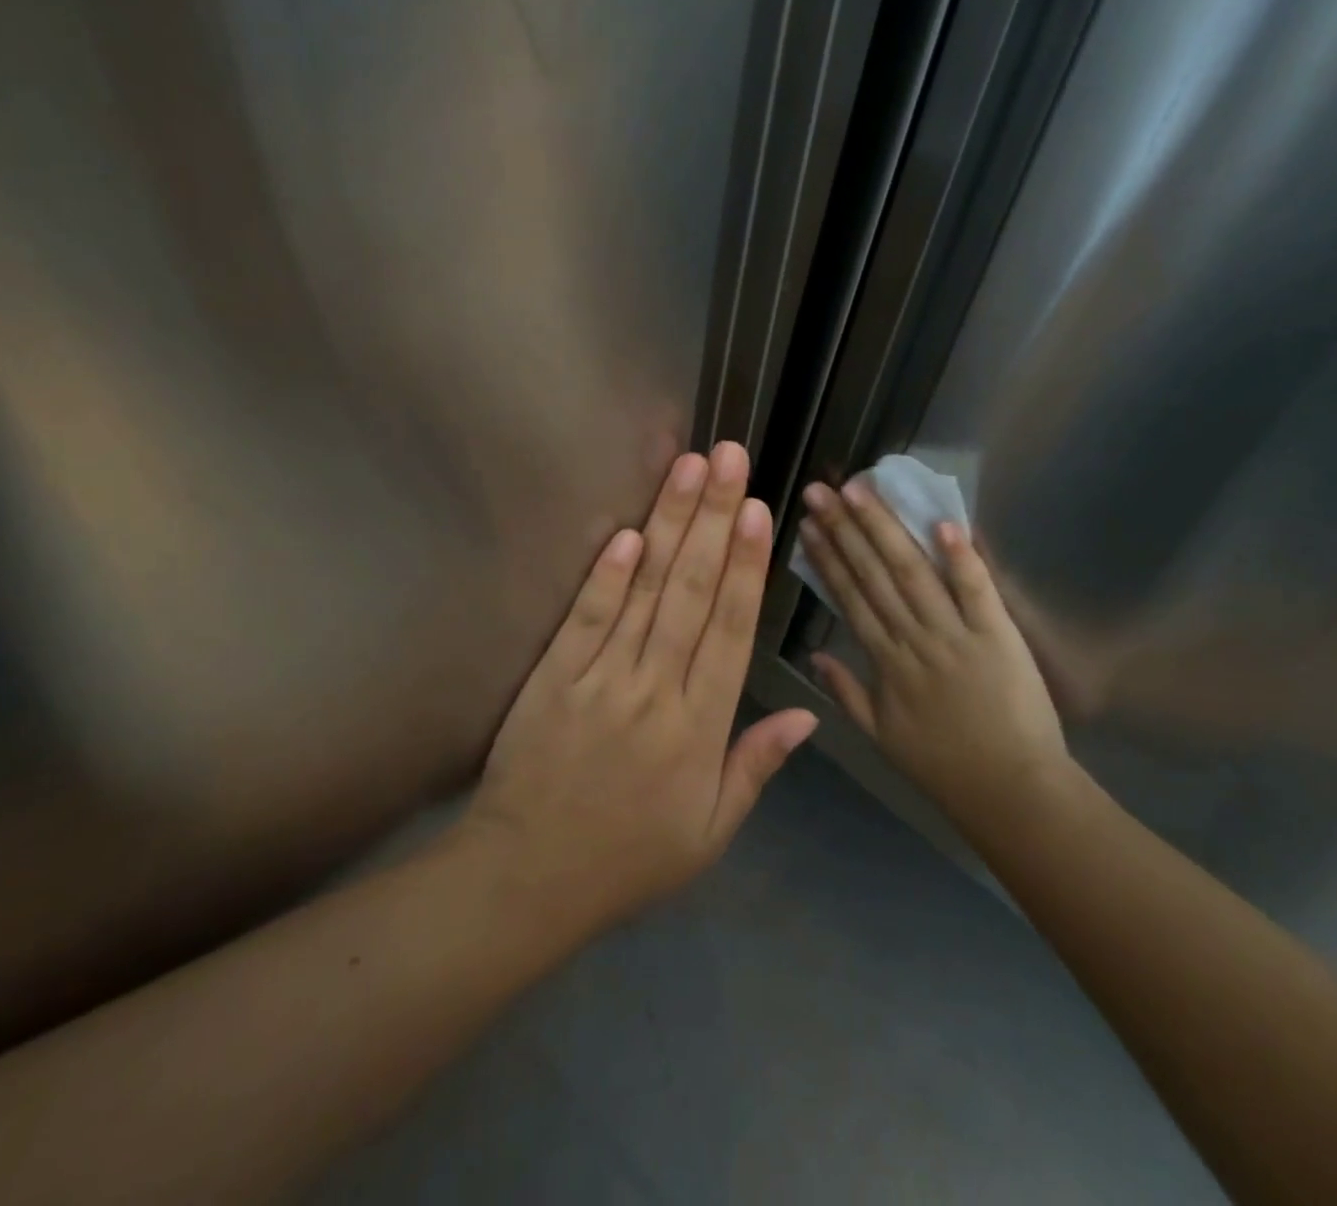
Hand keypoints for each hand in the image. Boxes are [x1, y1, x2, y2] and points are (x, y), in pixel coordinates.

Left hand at [466, 442, 817, 936]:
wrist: (527, 880)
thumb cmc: (628, 859)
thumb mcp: (709, 832)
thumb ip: (757, 765)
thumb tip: (809, 714)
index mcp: (699, 728)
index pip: (730, 630)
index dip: (746, 566)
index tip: (758, 510)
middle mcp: (655, 690)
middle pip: (690, 591)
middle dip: (712, 518)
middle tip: (728, 458)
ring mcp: (600, 678)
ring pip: (644, 590)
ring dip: (668, 524)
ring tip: (687, 469)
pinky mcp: (554, 676)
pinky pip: (585, 617)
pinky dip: (606, 574)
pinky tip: (626, 531)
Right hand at [798, 479, 1072, 829]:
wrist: (1010, 790)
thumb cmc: (943, 765)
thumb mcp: (880, 736)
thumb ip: (846, 692)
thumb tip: (812, 654)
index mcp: (885, 661)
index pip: (850, 597)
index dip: (826, 557)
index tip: (808, 524)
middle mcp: (914, 638)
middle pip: (874, 574)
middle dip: (844, 528)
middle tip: (821, 490)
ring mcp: (956, 633)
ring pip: (913, 572)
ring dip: (885, 529)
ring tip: (861, 491)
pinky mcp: (998, 634)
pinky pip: (977, 590)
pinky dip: (961, 557)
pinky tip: (941, 522)